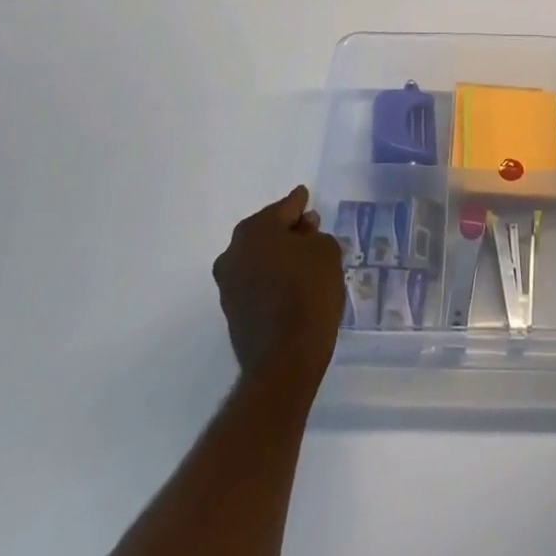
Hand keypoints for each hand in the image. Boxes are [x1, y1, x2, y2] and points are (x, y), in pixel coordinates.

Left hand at [212, 186, 345, 375]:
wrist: (285, 359)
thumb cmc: (309, 292)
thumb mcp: (326, 251)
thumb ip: (315, 233)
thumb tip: (302, 232)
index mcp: (256, 230)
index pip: (284, 207)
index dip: (299, 203)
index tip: (304, 196)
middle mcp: (234, 251)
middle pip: (267, 230)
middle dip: (287, 229)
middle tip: (310, 230)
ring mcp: (228, 283)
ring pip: (259, 256)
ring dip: (278, 255)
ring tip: (303, 260)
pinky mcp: (231, 310)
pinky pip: (255, 280)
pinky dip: (271, 277)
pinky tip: (290, 284)